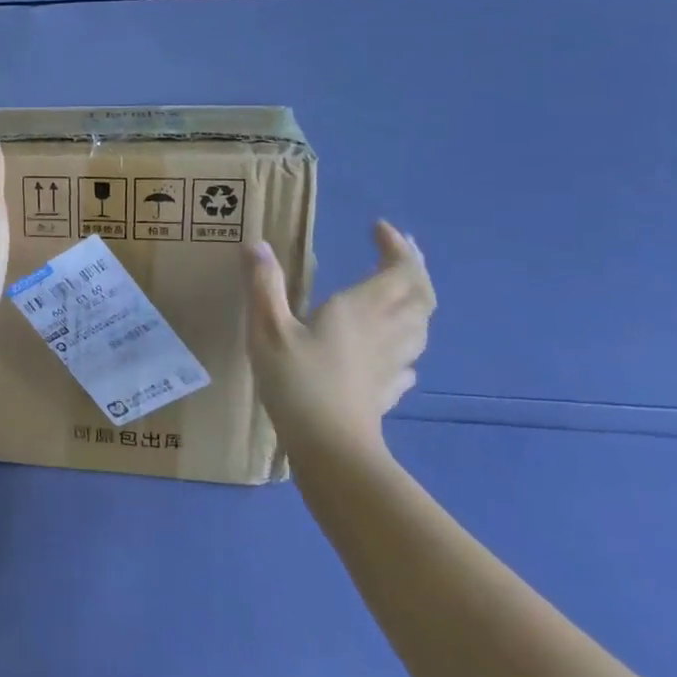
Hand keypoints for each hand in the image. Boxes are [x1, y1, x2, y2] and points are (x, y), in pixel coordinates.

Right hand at [243, 220, 434, 456]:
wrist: (330, 448)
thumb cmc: (298, 382)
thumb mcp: (268, 328)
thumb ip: (264, 285)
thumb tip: (256, 245)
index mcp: (362, 310)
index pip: (398, 270)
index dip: (396, 246)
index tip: (380, 228)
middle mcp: (386, 331)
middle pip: (420, 295)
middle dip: (414, 269)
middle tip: (399, 252)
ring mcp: (392, 364)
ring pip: (420, 325)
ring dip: (416, 301)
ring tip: (400, 292)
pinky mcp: (387, 391)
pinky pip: (407, 358)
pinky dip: (405, 342)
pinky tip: (392, 351)